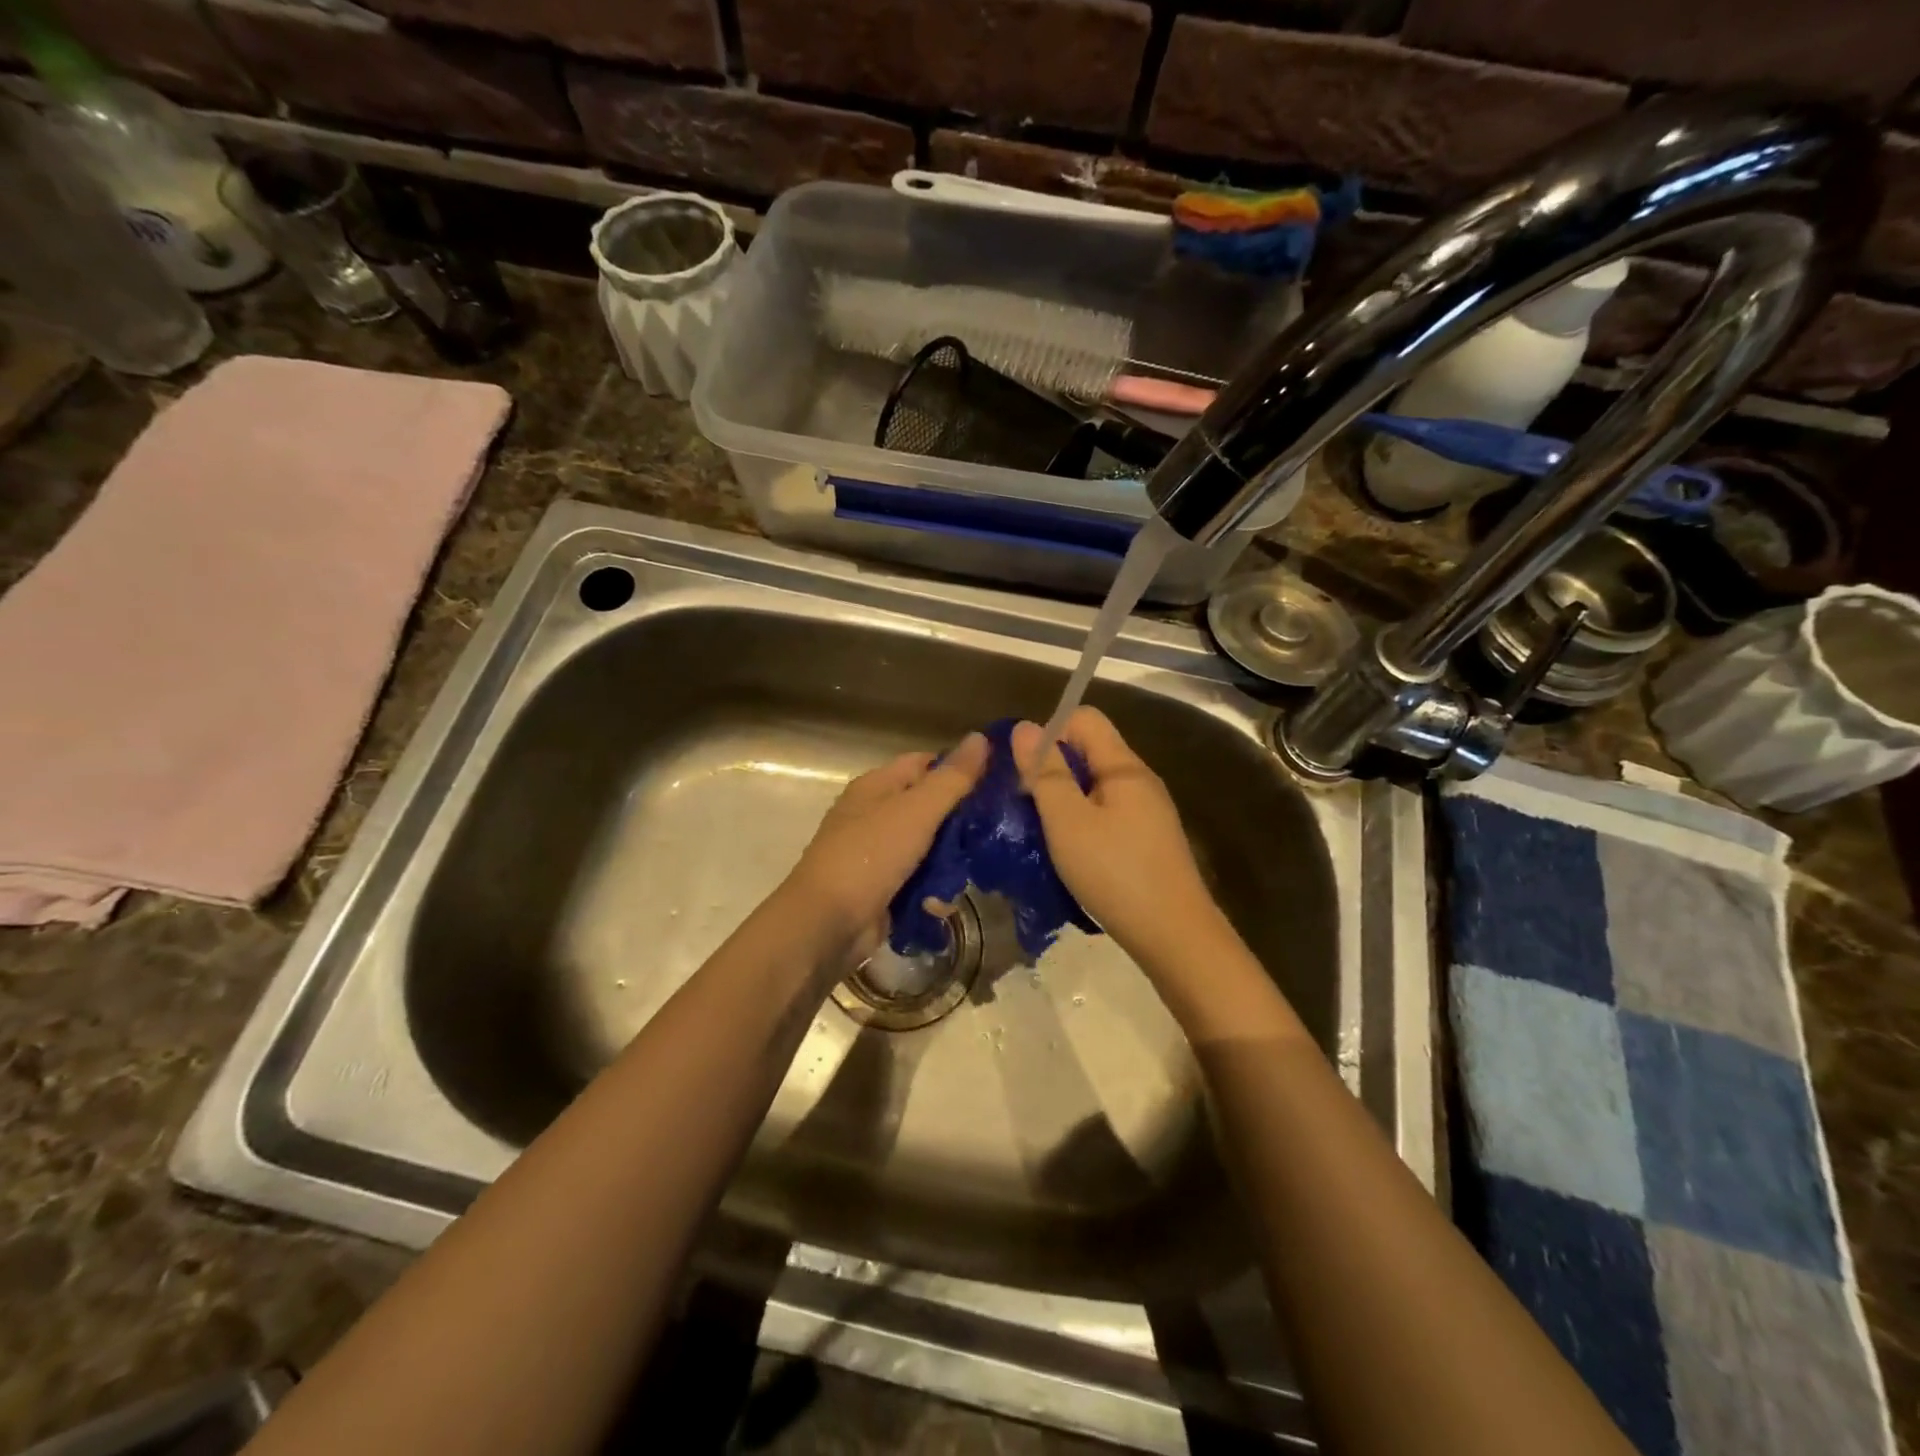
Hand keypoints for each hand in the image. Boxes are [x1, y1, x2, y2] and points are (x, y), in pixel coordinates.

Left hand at [784, 733, 989, 960]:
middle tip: (992, 835)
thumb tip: (981, 737)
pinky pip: (918, 882)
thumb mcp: (917, 811)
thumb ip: (952, 778)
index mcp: (877, 786)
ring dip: (948, 864)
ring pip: (929, 849)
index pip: (925, 763)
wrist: (826, 924)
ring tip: (968, 875)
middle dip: (959, 825)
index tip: (996, 784)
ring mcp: (878, 854)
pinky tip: (939, 904)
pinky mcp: (883, 889)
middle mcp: (876, 815)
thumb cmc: (870, 855)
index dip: (959, 769)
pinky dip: (930, 892)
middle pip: (930, 808)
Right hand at [1012, 709, 1225, 967]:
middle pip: (1090, 751)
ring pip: (1096, 787)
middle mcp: (1140, 780)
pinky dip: (1083, 824)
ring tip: (1041, 833)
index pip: (1084, 718)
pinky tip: (1070, 854)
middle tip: (1026, 806)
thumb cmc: (1115, 873)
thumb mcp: (1068, 821)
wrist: (1174, 936)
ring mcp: (1148, 812)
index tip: (1025, 769)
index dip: (1050, 731)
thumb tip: (1025, 727)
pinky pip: (1107, 815)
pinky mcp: (1148, 840)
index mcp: (1124, 767)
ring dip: (1065, 801)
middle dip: (1052, 769)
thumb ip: (1045, 772)